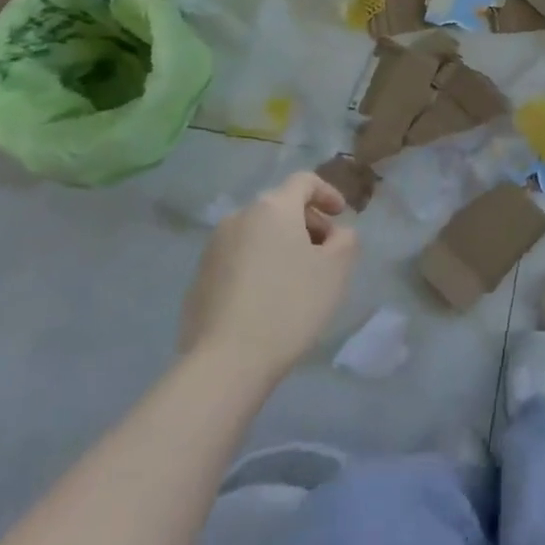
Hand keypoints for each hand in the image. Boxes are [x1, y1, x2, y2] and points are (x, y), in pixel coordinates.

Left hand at [179, 172, 358, 382]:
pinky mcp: (199, 278)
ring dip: (281, 245)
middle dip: (307, 223)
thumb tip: (336, 234)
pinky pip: (238, 258)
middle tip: (325, 253)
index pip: (303, 181)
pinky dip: (259, 265)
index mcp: (273, 208)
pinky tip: (268, 300)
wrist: (225, 362)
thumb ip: (346, 240)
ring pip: (257, 233)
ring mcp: (213, 248)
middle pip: (280, 207)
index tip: (341, 215)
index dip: (327, 193)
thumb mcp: (336, 270)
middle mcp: (239, 217)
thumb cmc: (289, 305)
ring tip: (297, 279)